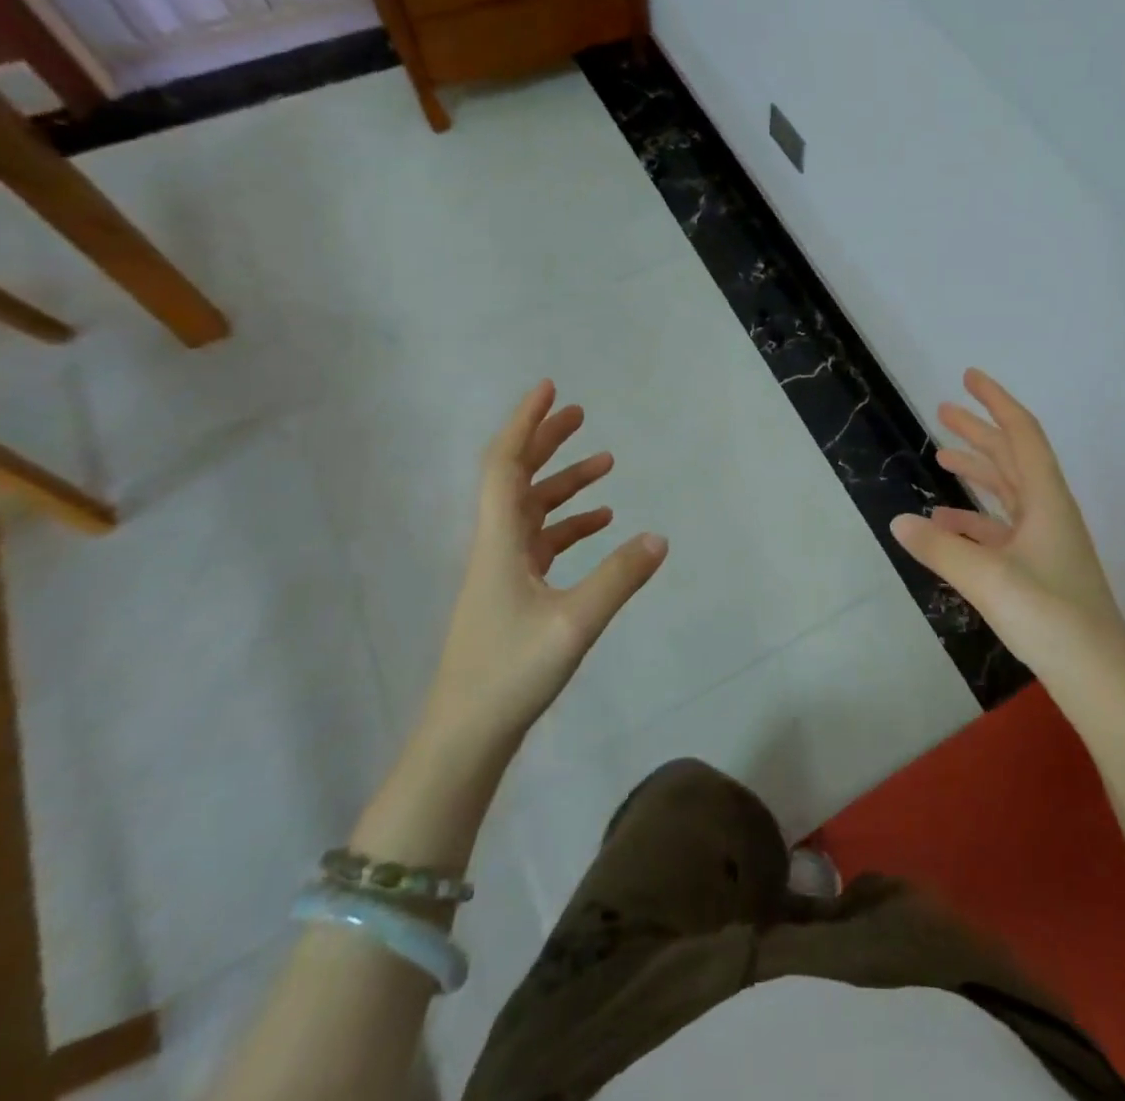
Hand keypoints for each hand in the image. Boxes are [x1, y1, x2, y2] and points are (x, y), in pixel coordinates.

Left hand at [422, 380, 667, 749]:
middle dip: (545, 441)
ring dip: (564, 482)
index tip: (548, 389)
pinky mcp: (513, 592)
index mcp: (500, 541)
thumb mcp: (575, 623)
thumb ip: (619, 578)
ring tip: (605, 463)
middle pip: (516, 477)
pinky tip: (601, 523)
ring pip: (532, 509)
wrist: (465, 735)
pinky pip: (542, 541)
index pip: (505, 465)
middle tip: (579, 413)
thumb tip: (659, 536)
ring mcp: (503, 570)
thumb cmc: (511, 673)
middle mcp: (496, 545)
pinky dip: (570, 523)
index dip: (525, 423)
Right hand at [893, 369, 1124, 694]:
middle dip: (979, 430)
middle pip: (1012, 457)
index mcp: (1047, 500)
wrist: (1099, 677)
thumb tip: (899, 521)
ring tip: (940, 455)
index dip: (996, 401)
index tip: (969, 377)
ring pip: (1006, 490)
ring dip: (976, 469)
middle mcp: (1049, 512)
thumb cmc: (1050, 617)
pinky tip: (945, 522)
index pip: (1021, 434)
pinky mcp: (1038, 567)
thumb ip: (941, 547)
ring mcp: (1045, 541)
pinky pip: (1000, 527)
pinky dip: (973, 516)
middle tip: (942, 410)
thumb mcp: (987, 578)